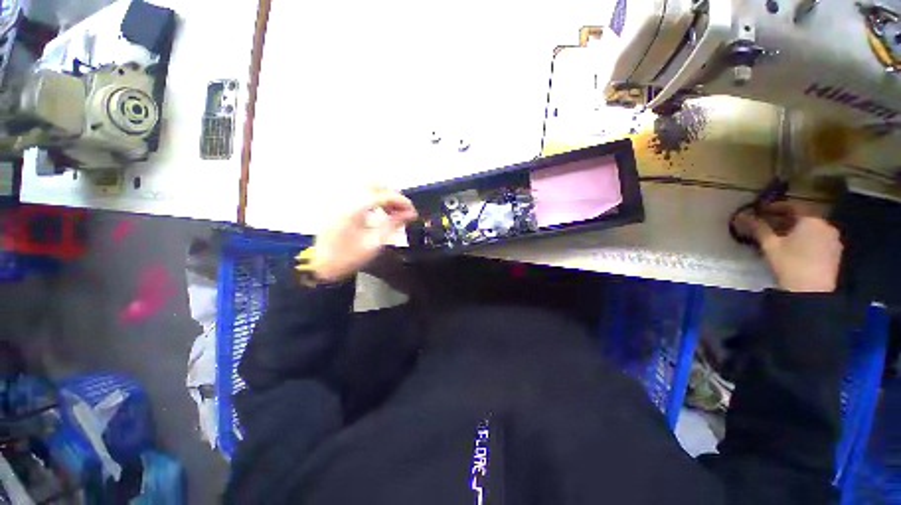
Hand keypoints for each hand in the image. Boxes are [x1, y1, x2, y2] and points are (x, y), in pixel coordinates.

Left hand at [299, 189, 417, 282]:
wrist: (323, 265)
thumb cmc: (349, 257)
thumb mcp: (375, 242)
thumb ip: (393, 224)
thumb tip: (410, 214)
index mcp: (355, 208)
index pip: (385, 195)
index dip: (402, 202)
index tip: (413, 212)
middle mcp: (346, 198)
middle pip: (375, 184)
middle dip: (392, 195)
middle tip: (402, 211)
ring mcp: (340, 200)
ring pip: (367, 187)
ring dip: (383, 196)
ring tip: (392, 212)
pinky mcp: (338, 205)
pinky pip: (359, 194)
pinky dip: (372, 199)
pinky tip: (379, 212)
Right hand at [734, 203, 842, 292]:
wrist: (812, 291)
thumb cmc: (790, 263)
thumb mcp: (770, 245)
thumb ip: (759, 228)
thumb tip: (743, 216)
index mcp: (811, 220)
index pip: (793, 206)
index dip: (776, 206)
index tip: (762, 210)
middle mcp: (826, 225)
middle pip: (804, 217)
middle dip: (786, 219)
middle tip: (769, 224)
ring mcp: (834, 239)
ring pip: (812, 229)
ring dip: (797, 230)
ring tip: (781, 237)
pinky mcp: (836, 253)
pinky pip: (819, 239)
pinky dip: (807, 239)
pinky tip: (796, 247)